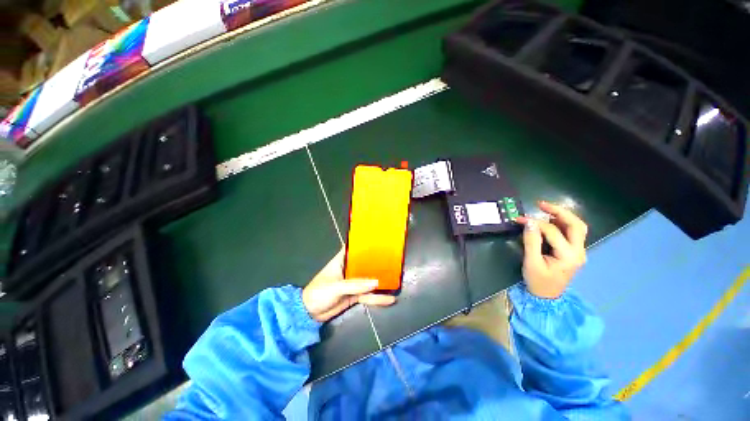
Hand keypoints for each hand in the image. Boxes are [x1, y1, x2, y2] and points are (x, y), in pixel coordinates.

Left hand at [302, 249, 396, 321]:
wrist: (309, 314)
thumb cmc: (319, 293)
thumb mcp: (335, 287)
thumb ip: (355, 284)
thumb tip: (376, 282)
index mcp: (342, 261)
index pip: (354, 248)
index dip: (365, 243)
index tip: (379, 240)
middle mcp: (349, 270)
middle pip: (365, 264)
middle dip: (378, 262)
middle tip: (394, 259)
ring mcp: (353, 283)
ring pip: (369, 280)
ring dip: (380, 280)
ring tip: (396, 279)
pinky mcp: (355, 295)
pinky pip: (368, 295)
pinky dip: (378, 298)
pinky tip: (390, 299)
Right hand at [515, 201, 587, 298]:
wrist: (547, 297)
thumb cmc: (538, 281)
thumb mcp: (531, 262)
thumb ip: (531, 241)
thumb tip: (529, 222)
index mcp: (568, 256)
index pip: (553, 232)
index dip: (536, 223)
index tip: (520, 219)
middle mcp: (579, 252)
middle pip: (576, 225)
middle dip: (559, 212)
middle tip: (541, 204)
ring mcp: (578, 252)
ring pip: (577, 227)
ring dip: (562, 216)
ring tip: (544, 210)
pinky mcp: (573, 252)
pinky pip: (571, 233)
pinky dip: (561, 224)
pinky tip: (550, 221)